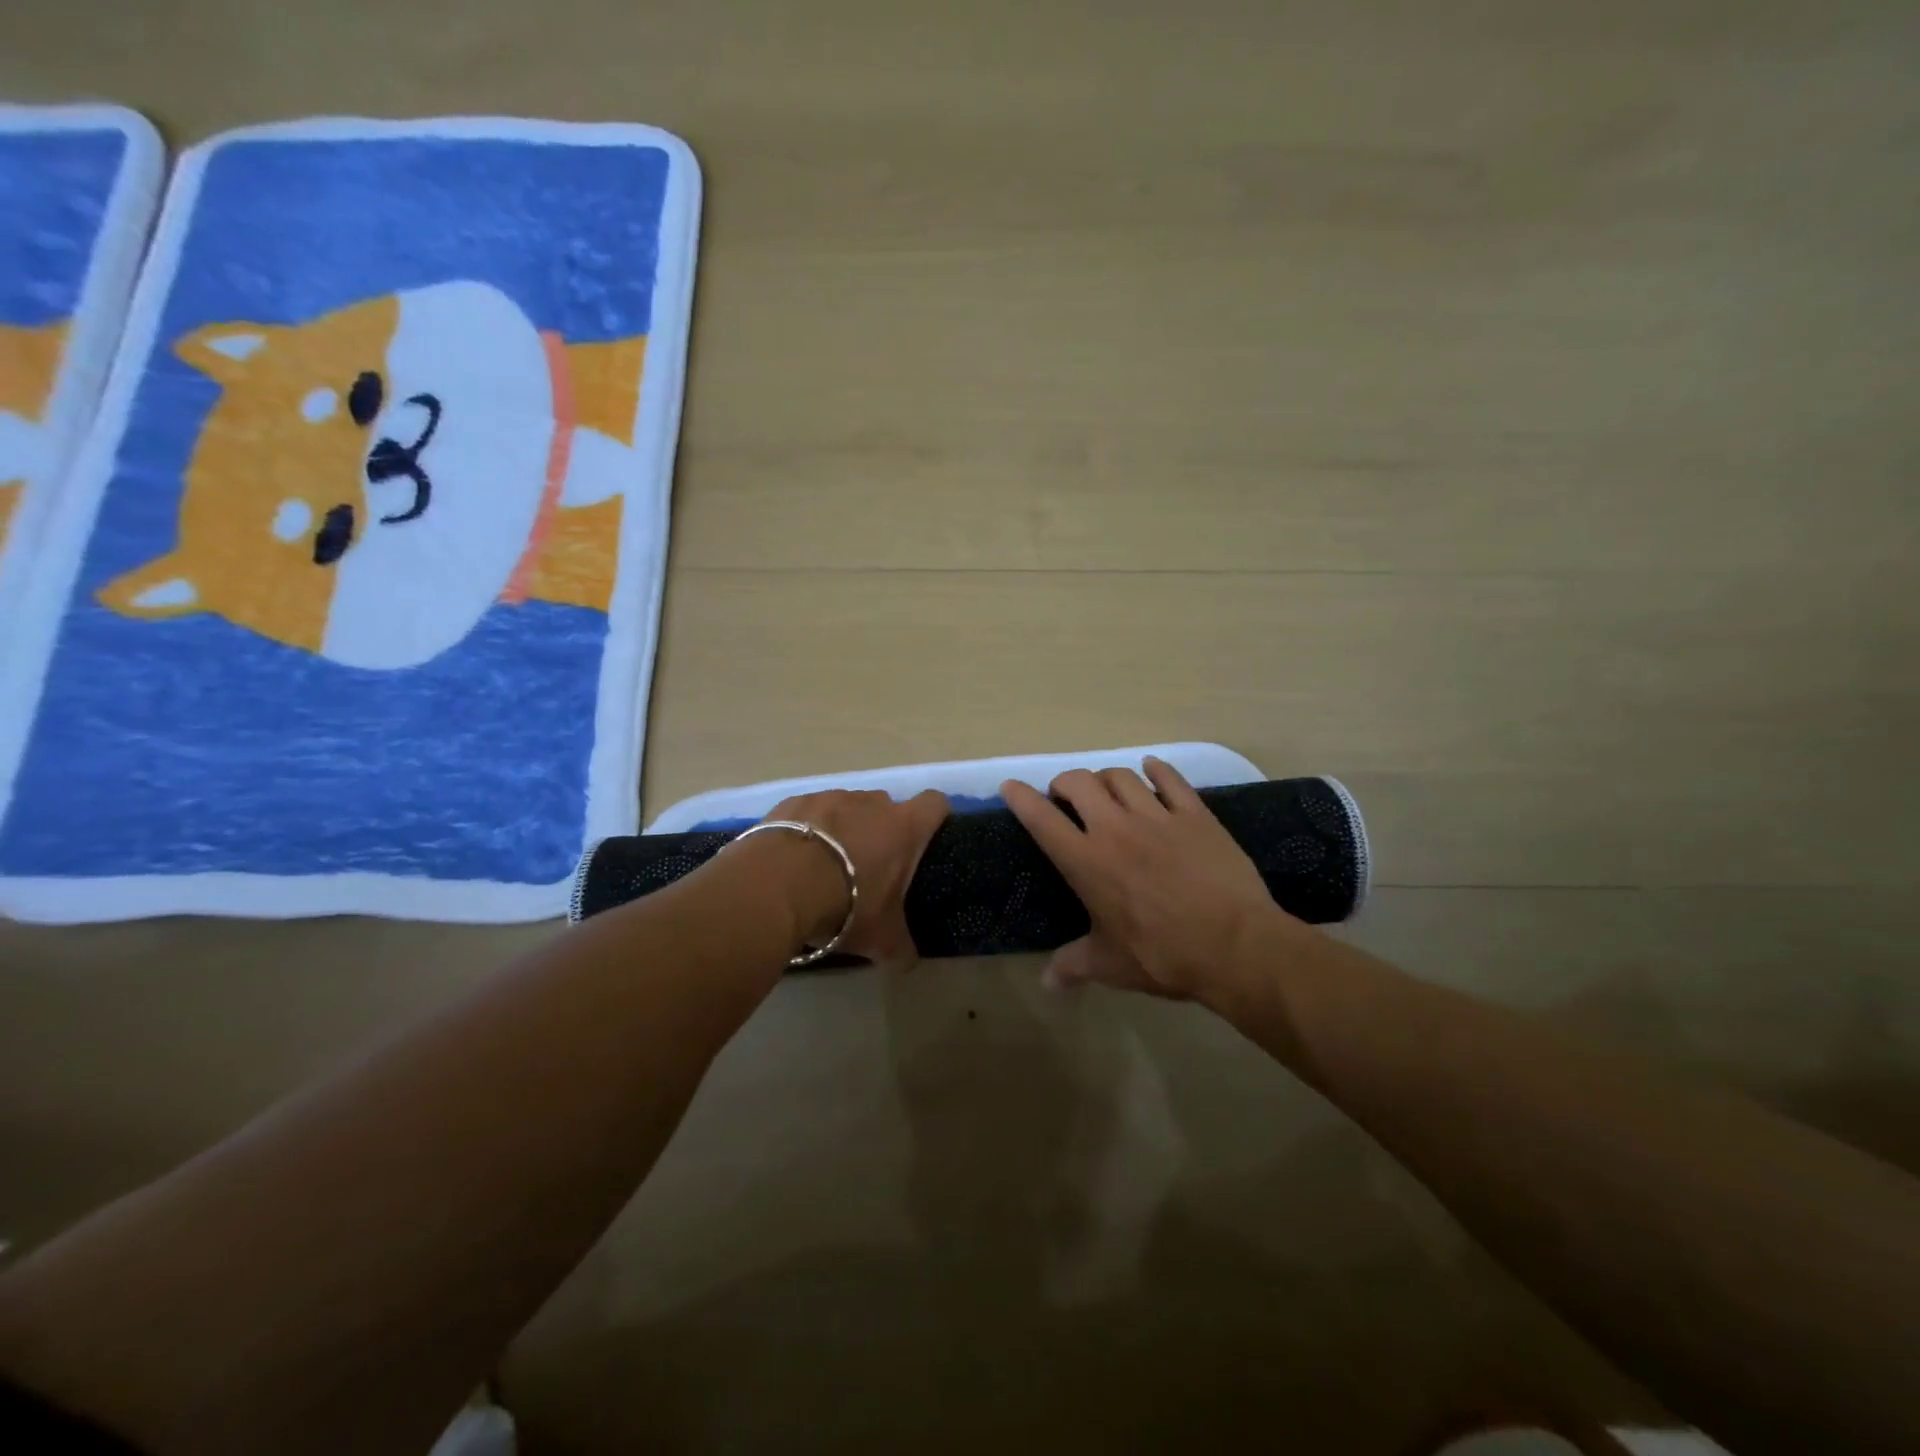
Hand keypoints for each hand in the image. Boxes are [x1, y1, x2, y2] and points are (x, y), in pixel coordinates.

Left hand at [761, 789, 949, 963]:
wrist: (776, 886)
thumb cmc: (846, 905)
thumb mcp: (880, 938)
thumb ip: (900, 948)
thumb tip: (908, 962)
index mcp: (904, 828)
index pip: (935, 804)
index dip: (933, 818)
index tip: (924, 841)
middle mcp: (871, 803)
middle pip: (886, 806)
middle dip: (880, 830)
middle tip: (869, 866)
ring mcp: (830, 797)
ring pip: (846, 807)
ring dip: (842, 828)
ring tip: (825, 864)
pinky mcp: (793, 802)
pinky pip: (808, 812)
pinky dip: (806, 830)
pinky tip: (793, 859)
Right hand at [1001, 757, 1300, 1002]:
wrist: (1235, 945)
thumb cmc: (1163, 956)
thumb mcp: (1111, 965)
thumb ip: (1073, 966)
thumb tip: (1046, 983)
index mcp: (1086, 862)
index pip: (1042, 819)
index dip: (1021, 798)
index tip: (1011, 787)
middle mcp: (1115, 829)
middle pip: (1079, 782)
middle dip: (1064, 783)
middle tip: (1066, 798)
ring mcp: (1158, 816)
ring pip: (1121, 776)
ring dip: (1105, 778)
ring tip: (1106, 791)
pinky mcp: (1196, 814)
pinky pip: (1170, 779)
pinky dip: (1157, 770)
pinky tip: (1152, 770)